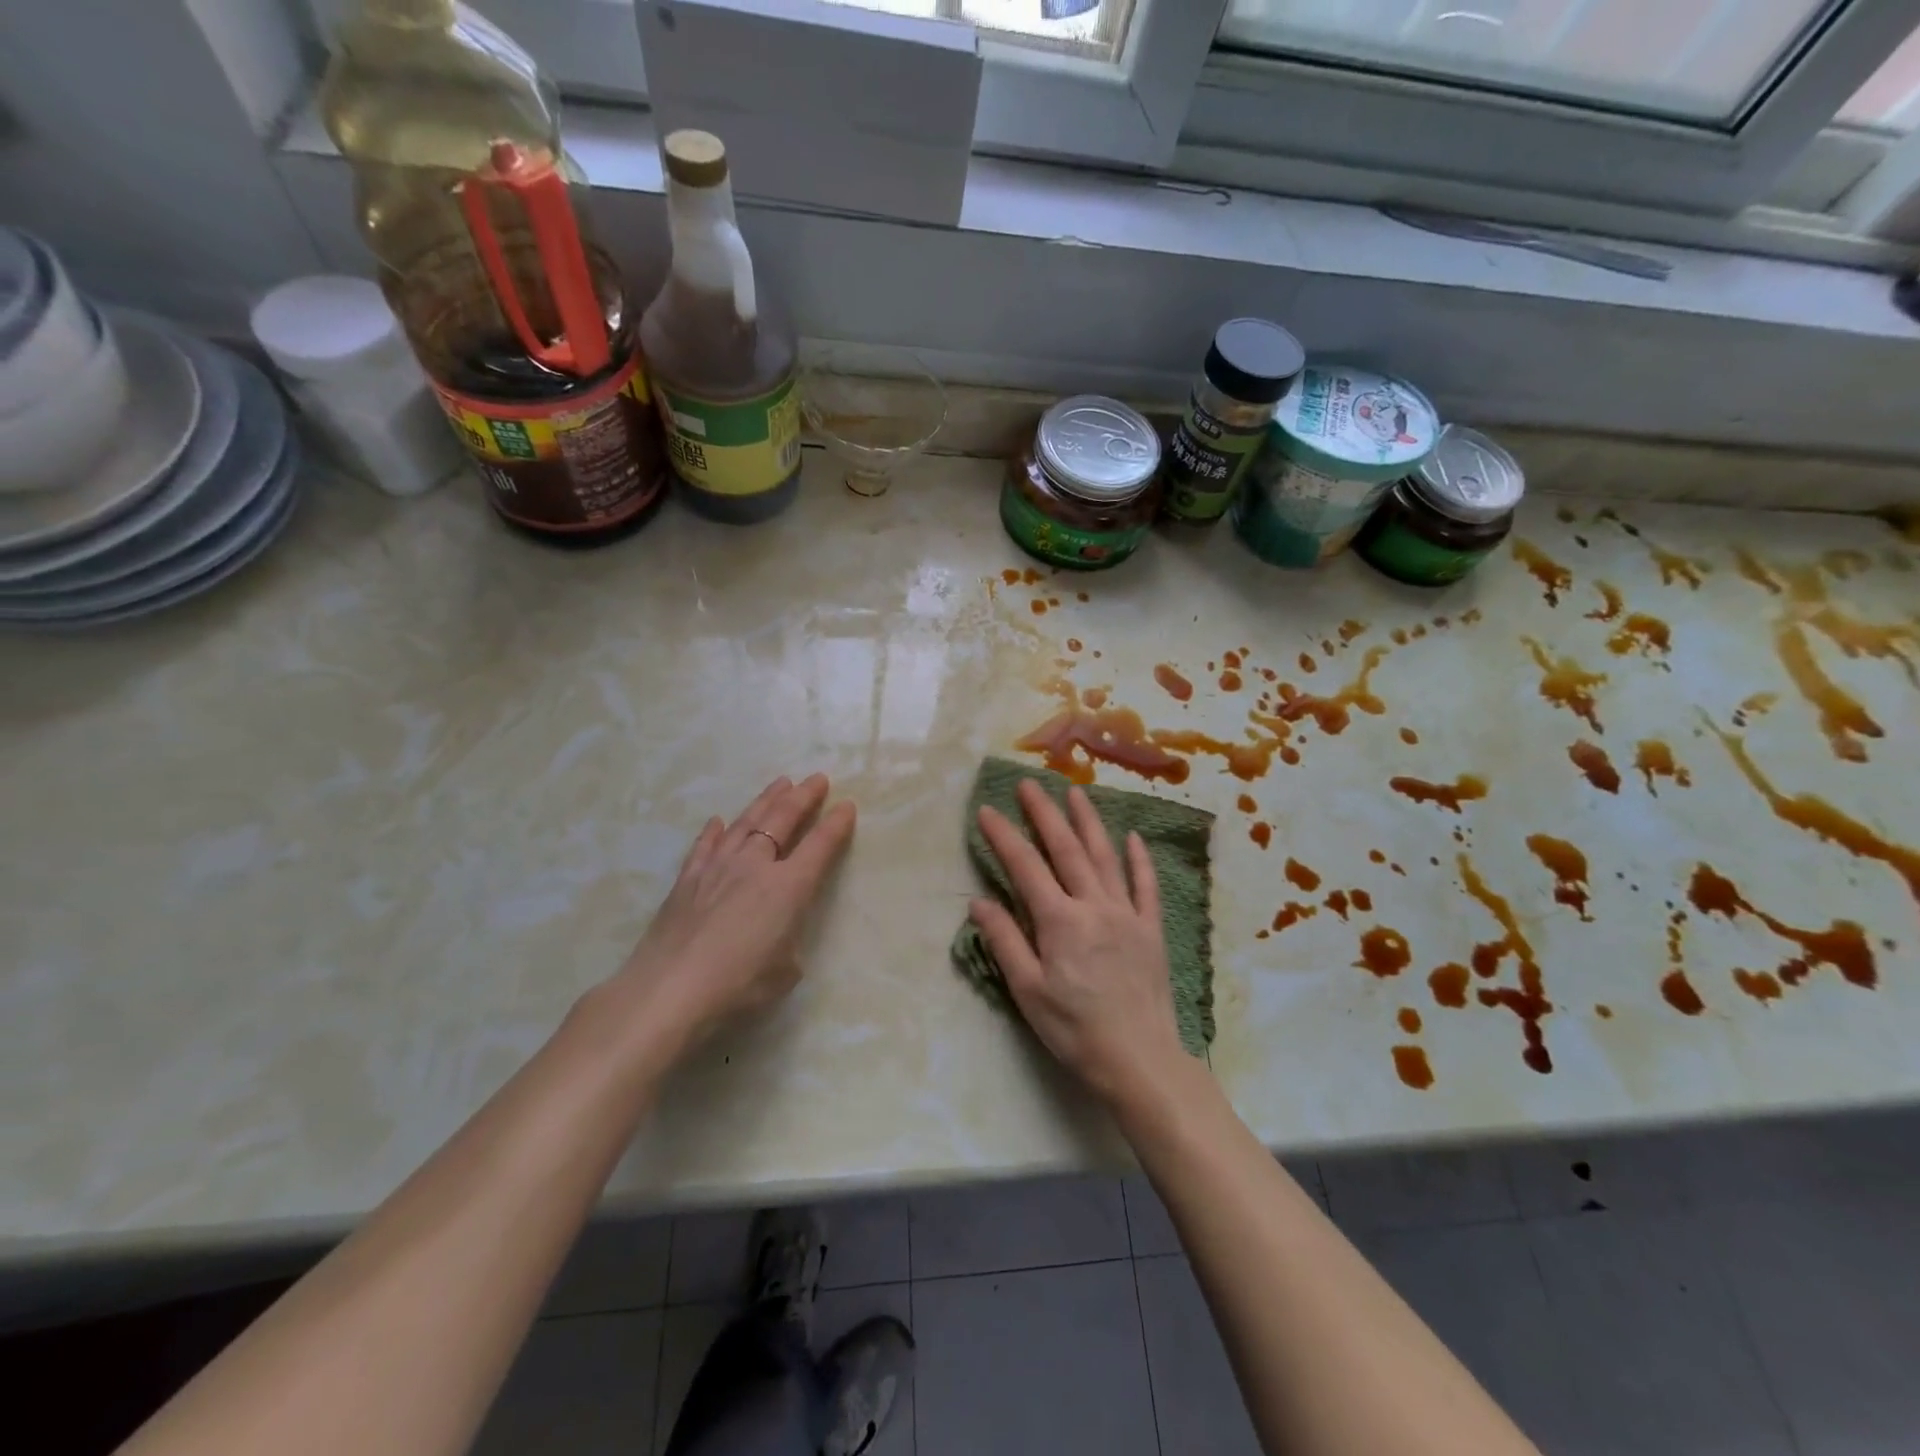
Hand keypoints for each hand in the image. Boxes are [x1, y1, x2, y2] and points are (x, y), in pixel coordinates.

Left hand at [614, 774, 856, 1050]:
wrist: (669, 991)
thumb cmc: (738, 986)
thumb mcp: (785, 971)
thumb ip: (788, 941)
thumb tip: (776, 930)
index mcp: (789, 887)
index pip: (820, 846)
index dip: (836, 824)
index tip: (847, 805)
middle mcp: (755, 866)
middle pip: (783, 820)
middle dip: (803, 797)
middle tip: (817, 779)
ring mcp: (718, 867)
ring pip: (746, 822)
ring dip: (766, 800)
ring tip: (780, 783)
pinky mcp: (687, 879)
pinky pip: (706, 845)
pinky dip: (715, 830)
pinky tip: (719, 821)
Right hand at [968, 780, 1187, 1106]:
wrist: (1140, 1060)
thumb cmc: (1075, 1030)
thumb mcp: (1028, 992)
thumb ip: (1004, 942)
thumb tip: (979, 901)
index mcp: (1060, 921)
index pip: (1026, 867)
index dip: (1004, 836)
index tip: (986, 810)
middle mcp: (1094, 906)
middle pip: (1066, 849)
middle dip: (1044, 813)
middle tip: (1029, 783)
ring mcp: (1127, 914)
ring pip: (1105, 856)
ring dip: (1089, 821)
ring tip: (1075, 792)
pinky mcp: (1150, 929)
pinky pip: (1146, 886)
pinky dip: (1139, 859)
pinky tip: (1133, 837)